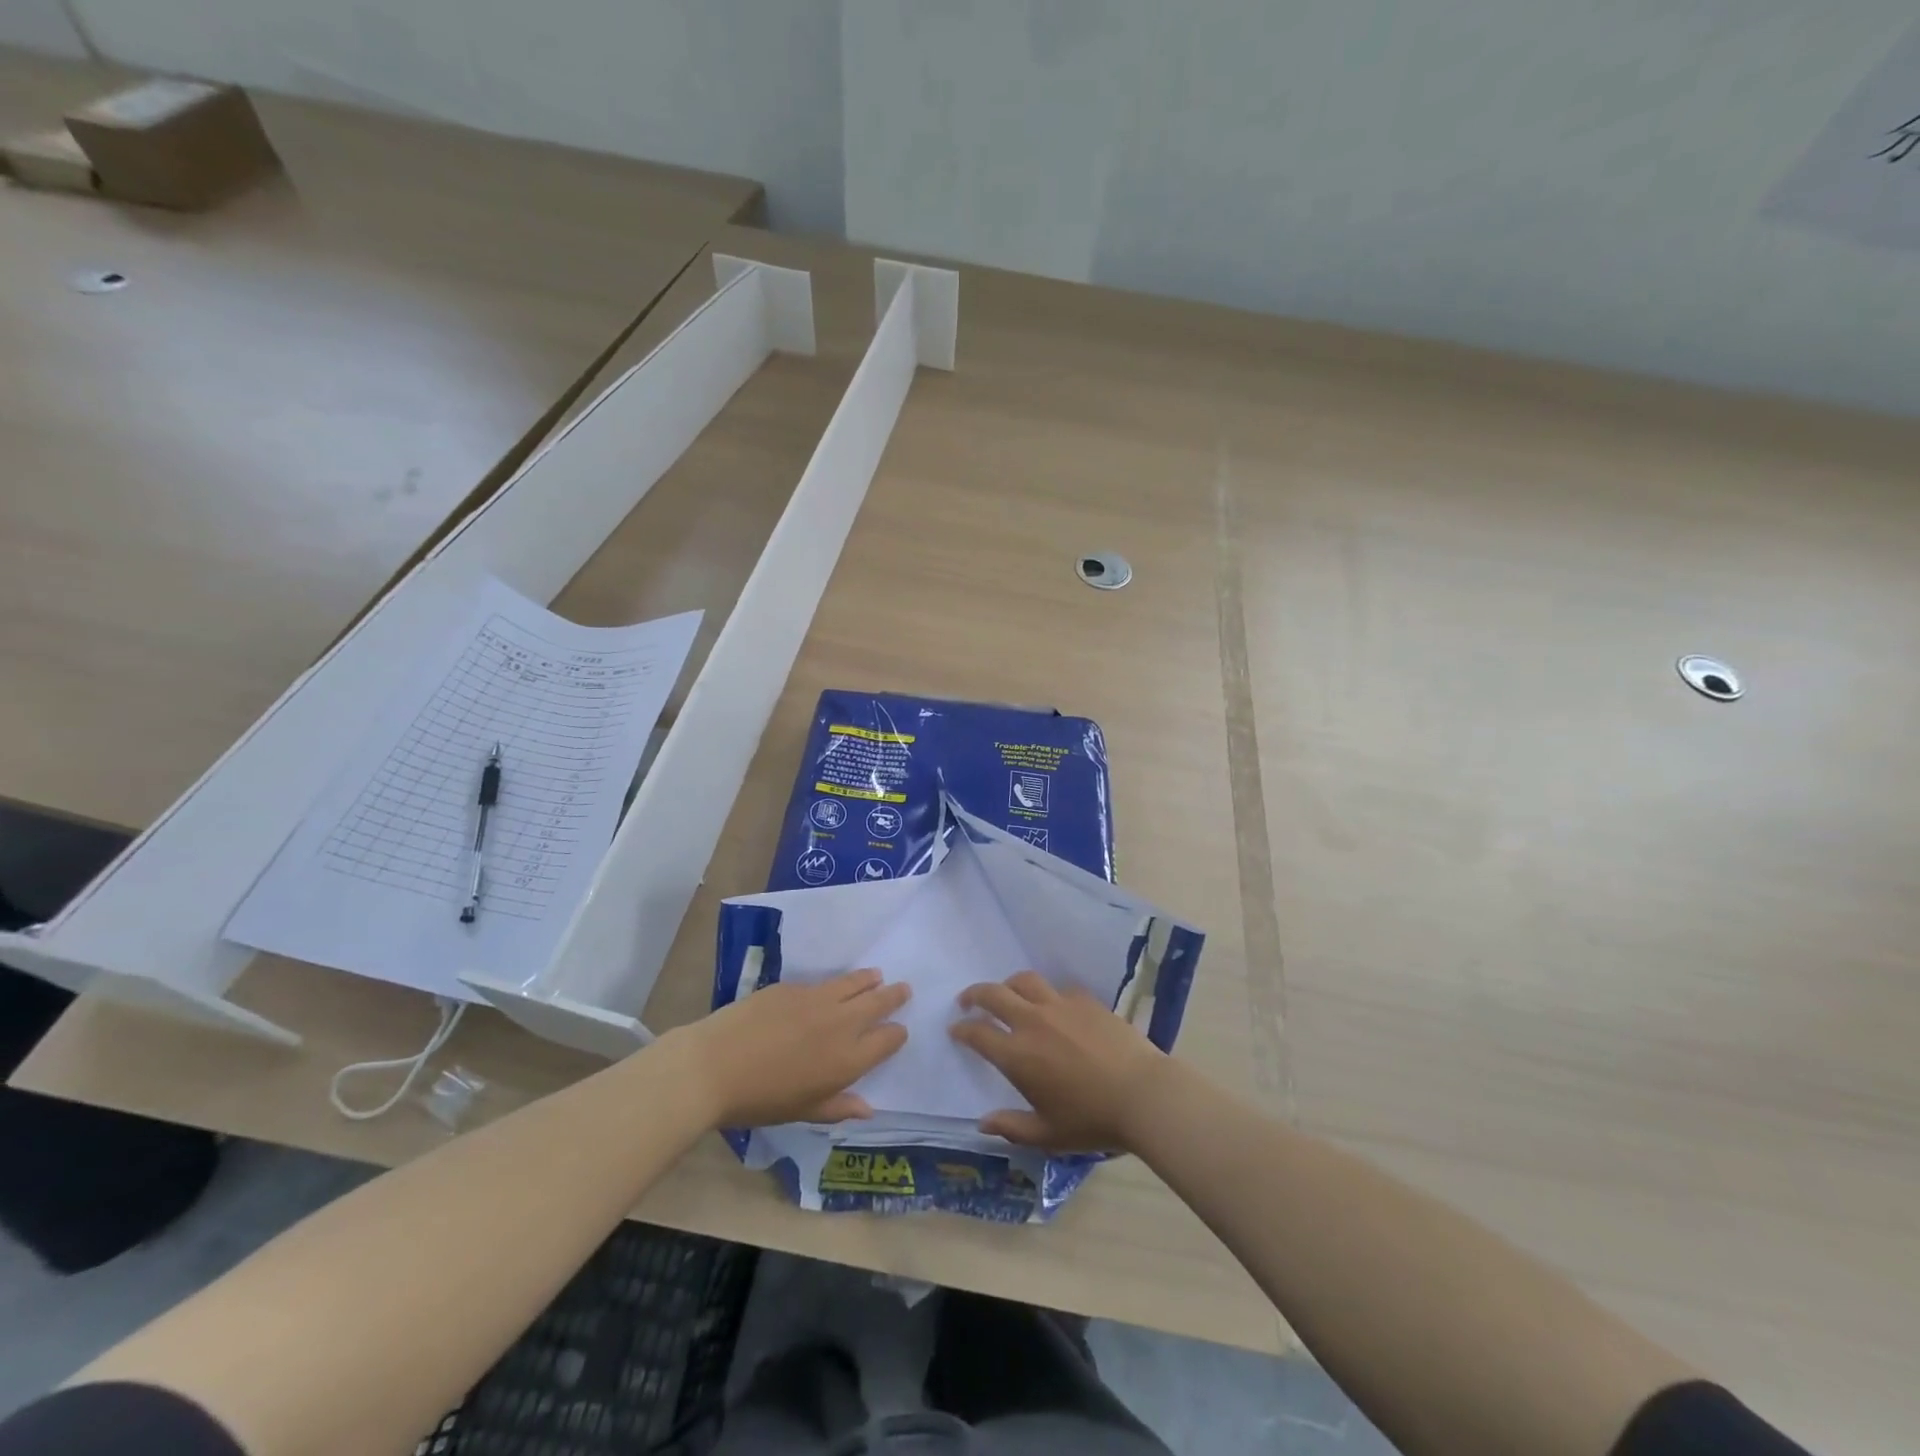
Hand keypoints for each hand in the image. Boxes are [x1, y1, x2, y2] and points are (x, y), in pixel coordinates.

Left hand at [680, 968, 908, 1127]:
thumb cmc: (760, 1100)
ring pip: (853, 983)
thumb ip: (839, 1106)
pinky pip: (822, 983)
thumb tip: (868, 1109)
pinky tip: (830, 987)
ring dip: (869, 980)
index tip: (898, 1031)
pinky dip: (834, 984)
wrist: (714, 1066)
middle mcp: (841, 1023)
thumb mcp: (803, 1111)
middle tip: (903, 988)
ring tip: (877, 975)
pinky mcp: (793, 986)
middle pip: (878, 1003)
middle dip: (893, 996)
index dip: (896, 1034)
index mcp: (848, 1059)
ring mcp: (817, 999)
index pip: (887, 1040)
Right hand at [949, 971, 1169, 1151]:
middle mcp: (1032, 1022)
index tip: (956, 1029)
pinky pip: (1058, 989)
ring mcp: (1060, 1005)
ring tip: (1007, 993)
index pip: (978, 1033)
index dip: (962, 1029)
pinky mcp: (1085, 1000)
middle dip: (975, 994)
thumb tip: (983, 1123)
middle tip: (968, 1000)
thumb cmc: (1091, 1120)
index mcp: (1017, 1055)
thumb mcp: (1048, 1134)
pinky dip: (1047, 994)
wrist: (1142, 1094)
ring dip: (1008, 985)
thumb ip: (1011, 1127)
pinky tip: (1052, 1006)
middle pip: (994, 994)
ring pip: (1025, 981)